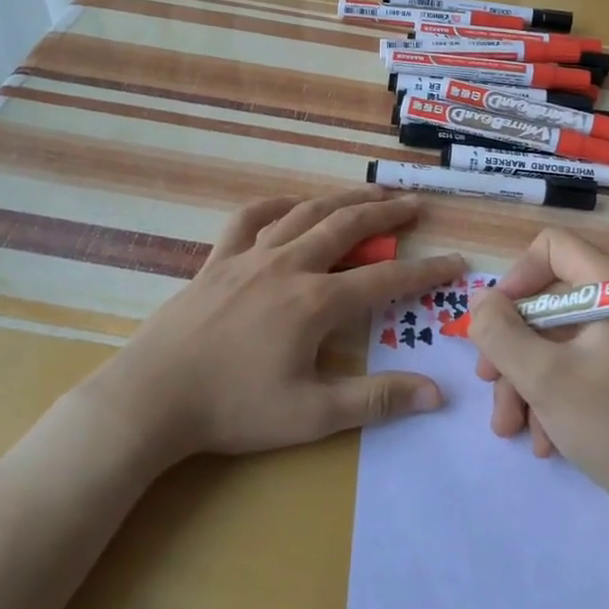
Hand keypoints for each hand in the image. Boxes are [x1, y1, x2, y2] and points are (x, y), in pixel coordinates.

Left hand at [99, 189, 464, 462]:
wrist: (152, 398)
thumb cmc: (233, 409)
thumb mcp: (312, 415)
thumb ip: (376, 400)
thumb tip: (437, 394)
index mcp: (315, 302)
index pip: (385, 280)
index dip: (425, 271)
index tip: (456, 262)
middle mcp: (288, 266)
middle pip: (346, 227)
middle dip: (385, 213)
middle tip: (414, 204)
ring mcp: (250, 257)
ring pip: (304, 213)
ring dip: (341, 199)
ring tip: (368, 193)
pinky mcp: (217, 261)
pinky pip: (249, 219)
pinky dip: (275, 205)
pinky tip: (289, 204)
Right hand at [469, 229, 608, 520]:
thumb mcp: (543, 378)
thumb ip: (500, 333)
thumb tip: (478, 303)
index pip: (553, 247)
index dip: (516, 277)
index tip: (494, 320)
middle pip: (548, 302)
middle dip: (512, 346)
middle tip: (489, 382)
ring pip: (557, 341)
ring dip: (525, 381)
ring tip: (511, 427)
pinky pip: (576, 367)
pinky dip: (551, 396)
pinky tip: (543, 439)